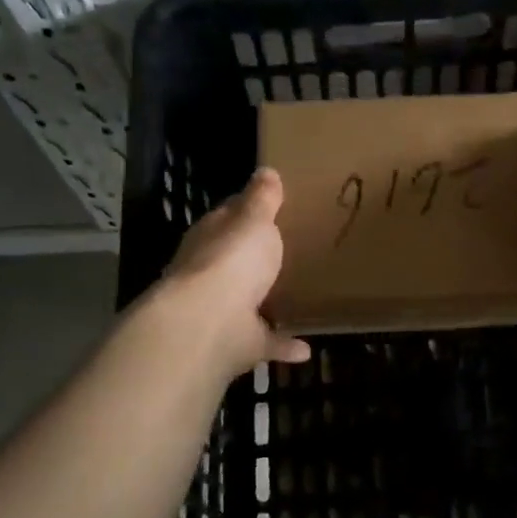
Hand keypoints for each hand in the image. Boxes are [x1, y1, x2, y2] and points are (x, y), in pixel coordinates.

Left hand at [155, 168, 310, 379]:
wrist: (210, 323)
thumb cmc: (232, 259)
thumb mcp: (254, 219)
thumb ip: (262, 199)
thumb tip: (265, 170)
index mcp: (212, 237)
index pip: (228, 217)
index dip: (248, 211)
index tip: (274, 207)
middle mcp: (211, 273)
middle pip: (236, 261)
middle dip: (256, 258)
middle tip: (290, 252)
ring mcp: (222, 311)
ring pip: (247, 303)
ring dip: (267, 302)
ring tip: (299, 298)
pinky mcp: (238, 343)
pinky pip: (266, 342)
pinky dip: (283, 345)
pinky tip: (307, 347)